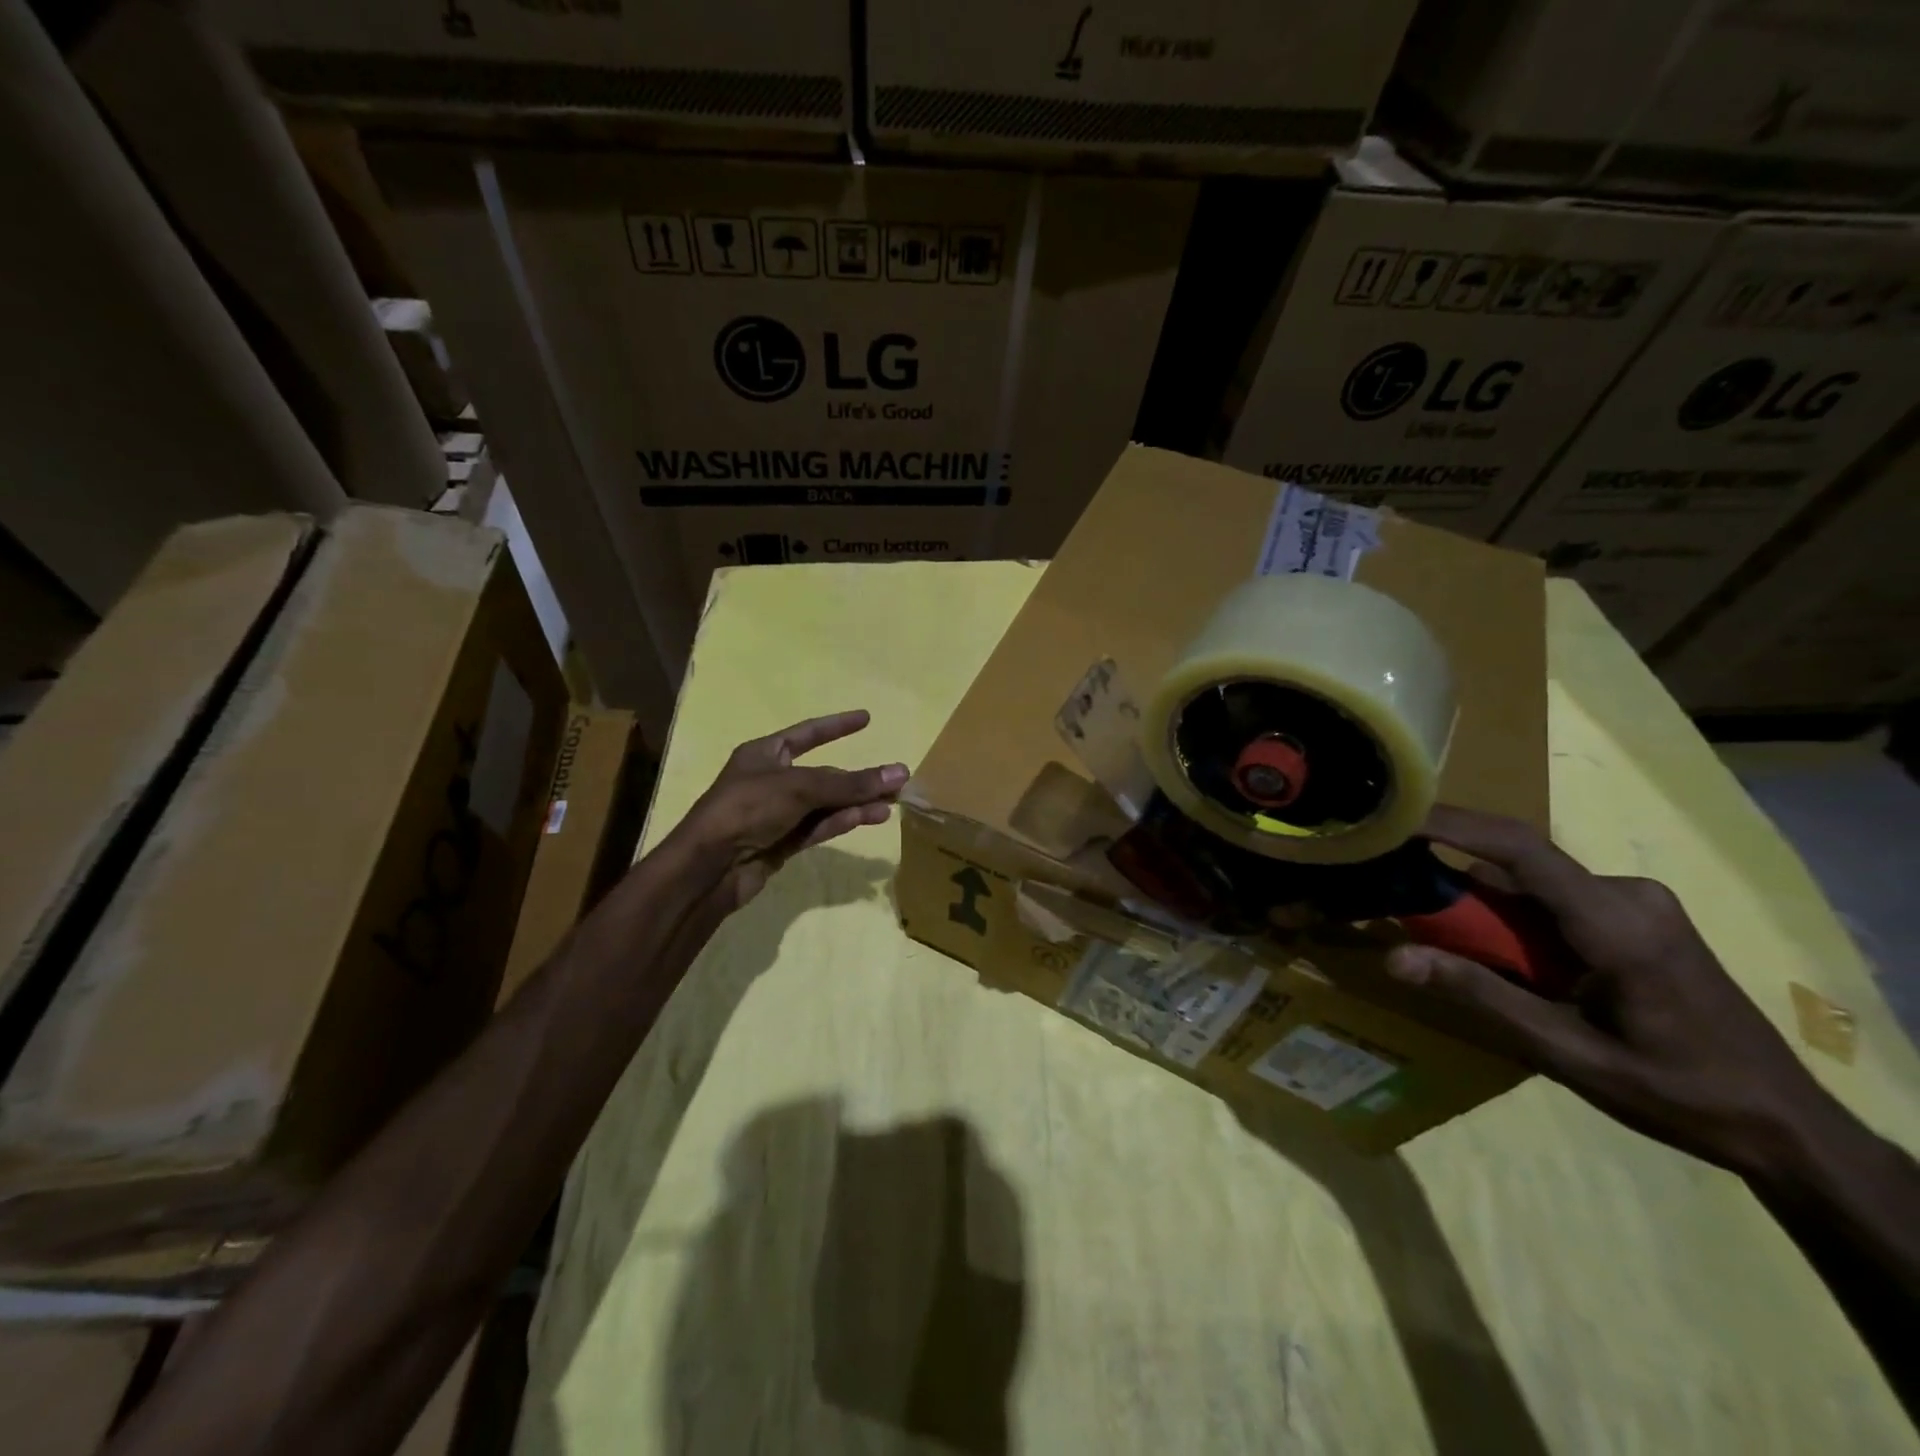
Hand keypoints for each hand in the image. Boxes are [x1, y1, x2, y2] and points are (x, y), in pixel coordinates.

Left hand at [668, 710, 907, 910]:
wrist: (710, 867)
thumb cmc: (747, 809)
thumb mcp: (800, 788)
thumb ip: (851, 783)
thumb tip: (900, 771)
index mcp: (764, 754)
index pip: (807, 733)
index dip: (836, 726)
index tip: (866, 718)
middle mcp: (771, 780)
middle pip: (823, 775)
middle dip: (857, 778)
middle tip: (896, 779)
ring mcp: (777, 814)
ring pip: (825, 804)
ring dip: (856, 802)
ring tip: (892, 802)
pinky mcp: (782, 843)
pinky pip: (819, 826)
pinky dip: (843, 821)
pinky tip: (871, 817)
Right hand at [1387, 806, 1829, 1176]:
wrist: (1788, 1125)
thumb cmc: (1678, 1093)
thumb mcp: (1569, 1053)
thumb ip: (1481, 995)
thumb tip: (1395, 958)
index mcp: (1618, 923)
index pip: (1520, 849)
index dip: (1451, 824)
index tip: (1393, 817)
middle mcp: (1629, 894)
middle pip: (1518, 867)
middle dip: (1457, 884)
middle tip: (1405, 910)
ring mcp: (1639, 902)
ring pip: (1534, 885)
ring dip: (1488, 909)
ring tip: (1453, 950)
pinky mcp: (1639, 915)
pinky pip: (1556, 900)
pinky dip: (1517, 921)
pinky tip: (1512, 962)